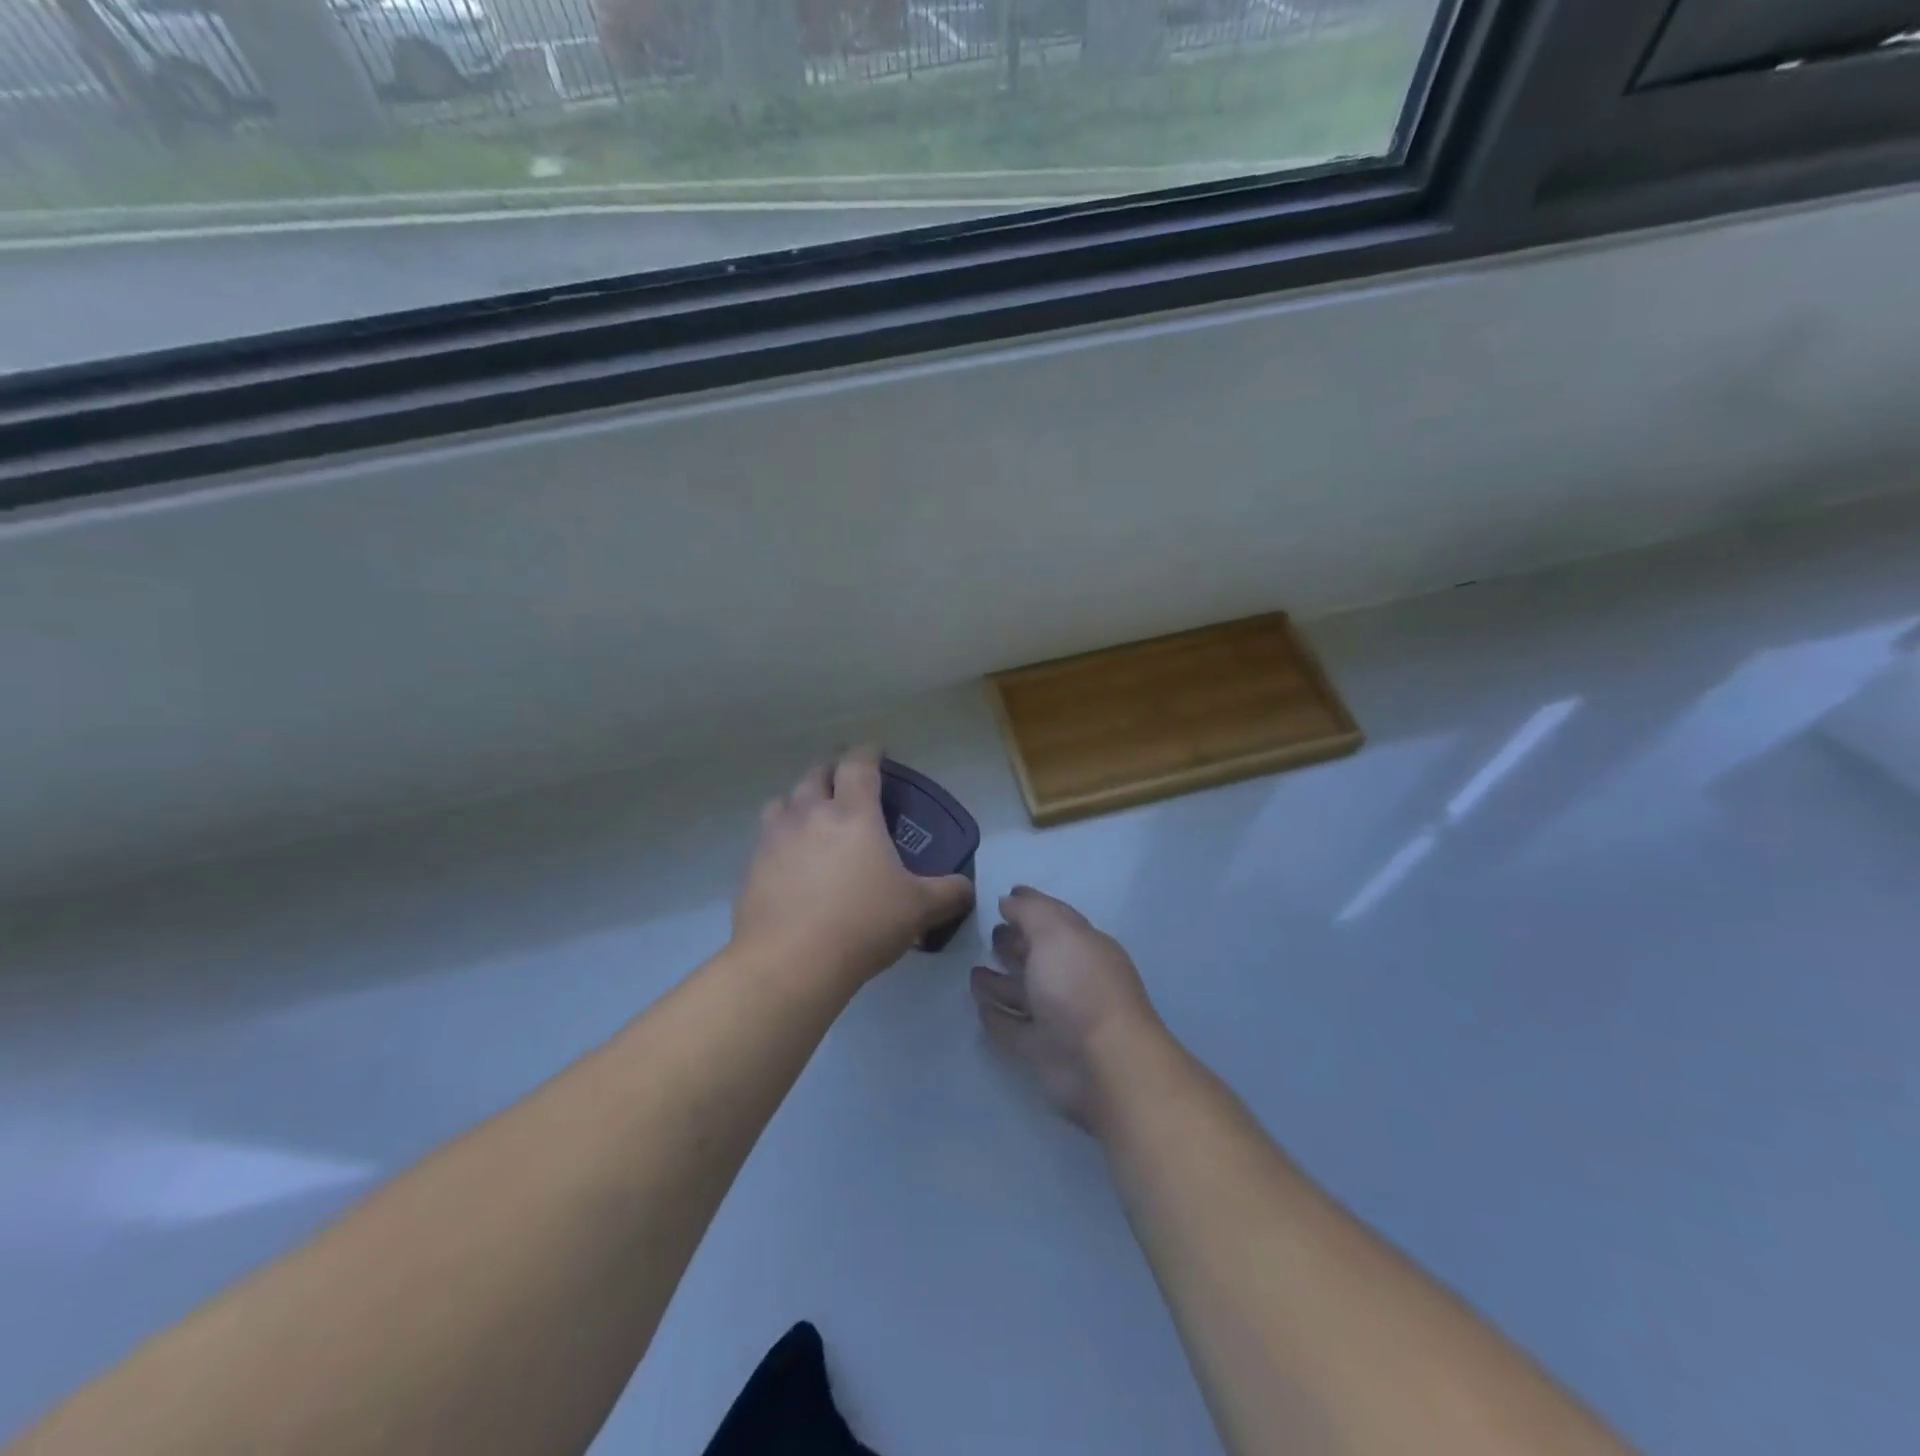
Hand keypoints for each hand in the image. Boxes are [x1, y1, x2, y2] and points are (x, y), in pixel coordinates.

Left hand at [732, 747, 974, 988]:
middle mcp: (810, 814)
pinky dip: (780, 837)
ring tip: (812, 816)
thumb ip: (948, 893)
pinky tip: (791, 861)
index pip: (859, 765)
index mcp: (853, 813)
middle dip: (833, 772)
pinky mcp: (752, 866)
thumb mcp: (918, 909)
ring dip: (800, 800)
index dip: (869, 753)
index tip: (877, 753)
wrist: (790, 962)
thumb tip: (966, 889)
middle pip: (817, 775)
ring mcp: (775, 838)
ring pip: (784, 801)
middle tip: (846, 784)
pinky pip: (766, 837)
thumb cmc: (862, 923)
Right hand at [970, 887, 1166, 1131]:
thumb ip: (1030, 911)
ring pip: (1024, 994)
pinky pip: (1013, 1028)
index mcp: (1083, 946)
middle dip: (1016, 944)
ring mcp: (1058, 1017)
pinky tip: (979, 1007)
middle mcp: (1072, 979)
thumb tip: (1009, 899)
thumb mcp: (1055, 932)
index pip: (1055, 919)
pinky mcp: (1042, 1050)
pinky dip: (997, 1017)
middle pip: (1039, 956)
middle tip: (990, 934)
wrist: (1103, 1063)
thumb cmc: (1080, 985)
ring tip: (974, 972)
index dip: (1030, 907)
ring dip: (1000, 983)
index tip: (1004, 898)